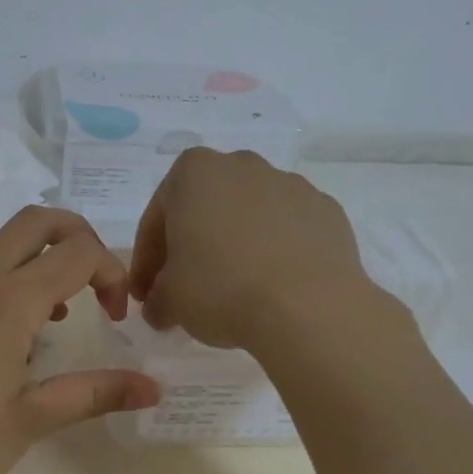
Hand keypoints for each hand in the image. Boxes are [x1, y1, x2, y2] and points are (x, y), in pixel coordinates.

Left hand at [0, 207, 161, 473]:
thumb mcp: (28, 422)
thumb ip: (93, 395)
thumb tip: (153, 388)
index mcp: (7, 300)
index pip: (78, 252)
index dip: (113, 272)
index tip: (120, 316)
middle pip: (38, 220)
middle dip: (81, 236)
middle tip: (100, 284)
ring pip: (7, 243)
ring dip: (46, 260)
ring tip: (63, 317)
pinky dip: (15, 278)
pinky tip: (17, 336)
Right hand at [129, 148, 395, 351]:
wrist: (308, 308)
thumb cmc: (221, 289)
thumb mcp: (170, 301)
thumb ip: (157, 298)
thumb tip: (160, 308)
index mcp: (194, 172)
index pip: (157, 219)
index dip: (147, 261)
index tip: (146, 295)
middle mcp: (241, 165)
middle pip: (204, 209)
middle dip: (192, 245)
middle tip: (185, 288)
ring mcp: (290, 184)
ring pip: (248, 216)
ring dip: (235, 245)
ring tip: (233, 289)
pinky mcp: (327, 211)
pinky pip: (287, 230)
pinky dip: (275, 252)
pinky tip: (272, 286)